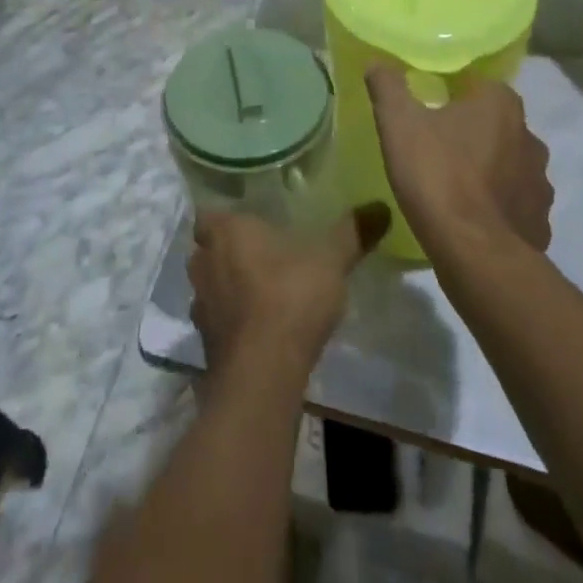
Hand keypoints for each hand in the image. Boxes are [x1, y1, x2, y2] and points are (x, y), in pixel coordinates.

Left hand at [189, 204, 389, 374]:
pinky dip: (232, 323)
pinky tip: (258, 329)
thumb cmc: (289, 299)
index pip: (208, 213)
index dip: (224, 216)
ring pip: (209, 286)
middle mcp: (204, 263)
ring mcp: (201, 307)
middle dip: (226, 251)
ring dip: (227, 288)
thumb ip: (352, 232)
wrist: (262, 376)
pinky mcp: (206, 346)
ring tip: (259, 291)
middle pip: (207, 249)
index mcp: (225, 232)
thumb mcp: (330, 260)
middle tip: (258, 252)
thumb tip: (381, 206)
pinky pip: (217, 323)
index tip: (246, 220)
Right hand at [368, 68, 553, 254]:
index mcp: (500, 104)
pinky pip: (516, 204)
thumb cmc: (437, 175)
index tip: (430, 105)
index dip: (454, 93)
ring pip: (510, 164)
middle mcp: (529, 136)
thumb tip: (377, 62)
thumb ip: (388, 86)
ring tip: (455, 184)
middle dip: (472, 131)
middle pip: (496, 124)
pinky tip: (472, 218)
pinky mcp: (540, 221)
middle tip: (438, 144)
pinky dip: (498, 206)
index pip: (479, 84)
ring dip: (489, 169)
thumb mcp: (398, 123)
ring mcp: (539, 182)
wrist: (475, 254)